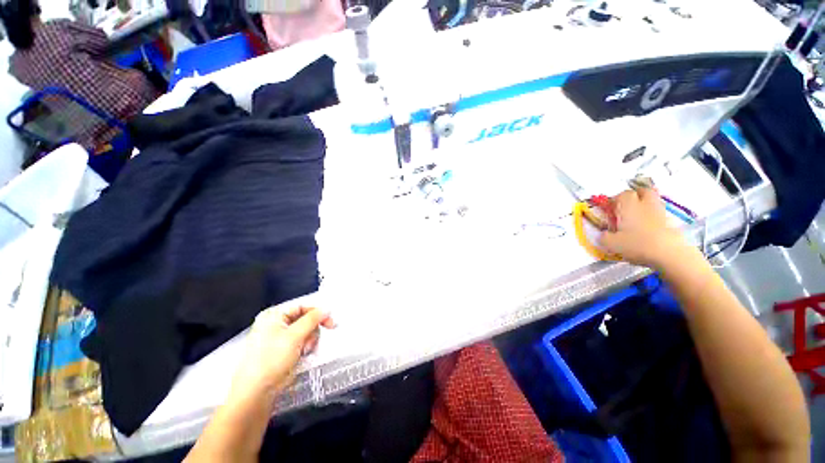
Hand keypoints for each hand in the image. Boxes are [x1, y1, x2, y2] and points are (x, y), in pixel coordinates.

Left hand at [228, 304, 335, 407]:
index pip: (302, 306)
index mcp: (274, 315)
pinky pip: (301, 341)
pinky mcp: (283, 349)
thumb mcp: (294, 336)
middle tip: (313, 341)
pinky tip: (302, 354)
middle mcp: (276, 323)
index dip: (317, 313)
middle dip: (312, 331)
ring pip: (306, 331)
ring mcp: (279, 337)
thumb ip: (313, 319)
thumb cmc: (270, 361)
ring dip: (310, 340)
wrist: (257, 391)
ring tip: (305, 350)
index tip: (329, 321)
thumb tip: (326, 309)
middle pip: (306, 319)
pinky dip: (305, 347)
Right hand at [599, 187, 690, 268]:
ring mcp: (661, 213)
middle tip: (627, 204)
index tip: (611, 207)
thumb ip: (604, 237)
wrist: (670, 254)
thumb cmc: (637, 244)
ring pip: (653, 202)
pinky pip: (660, 215)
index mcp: (629, 207)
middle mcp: (645, 206)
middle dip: (636, 195)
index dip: (617, 198)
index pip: (624, 194)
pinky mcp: (672, 223)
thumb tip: (603, 234)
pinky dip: (654, 218)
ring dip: (646, 205)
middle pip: (643, 191)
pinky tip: (648, 229)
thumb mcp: (612, 244)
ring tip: (637, 217)